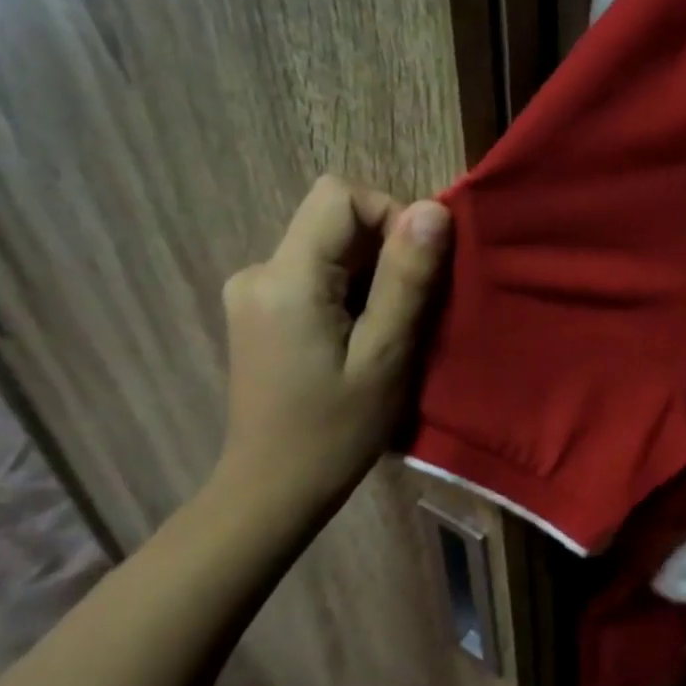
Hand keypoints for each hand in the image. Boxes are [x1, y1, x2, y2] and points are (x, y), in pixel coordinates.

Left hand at [209, 174, 450, 519]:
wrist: (271, 490)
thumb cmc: (335, 431)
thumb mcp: (386, 355)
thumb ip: (407, 278)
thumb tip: (433, 209)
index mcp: (286, 278)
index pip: (340, 196)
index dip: (389, 216)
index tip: (413, 271)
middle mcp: (258, 269)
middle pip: (333, 219)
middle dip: (383, 251)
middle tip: (405, 311)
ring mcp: (252, 289)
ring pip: (327, 245)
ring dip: (368, 274)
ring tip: (382, 331)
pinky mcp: (257, 307)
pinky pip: (313, 270)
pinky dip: (346, 289)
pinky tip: (354, 337)